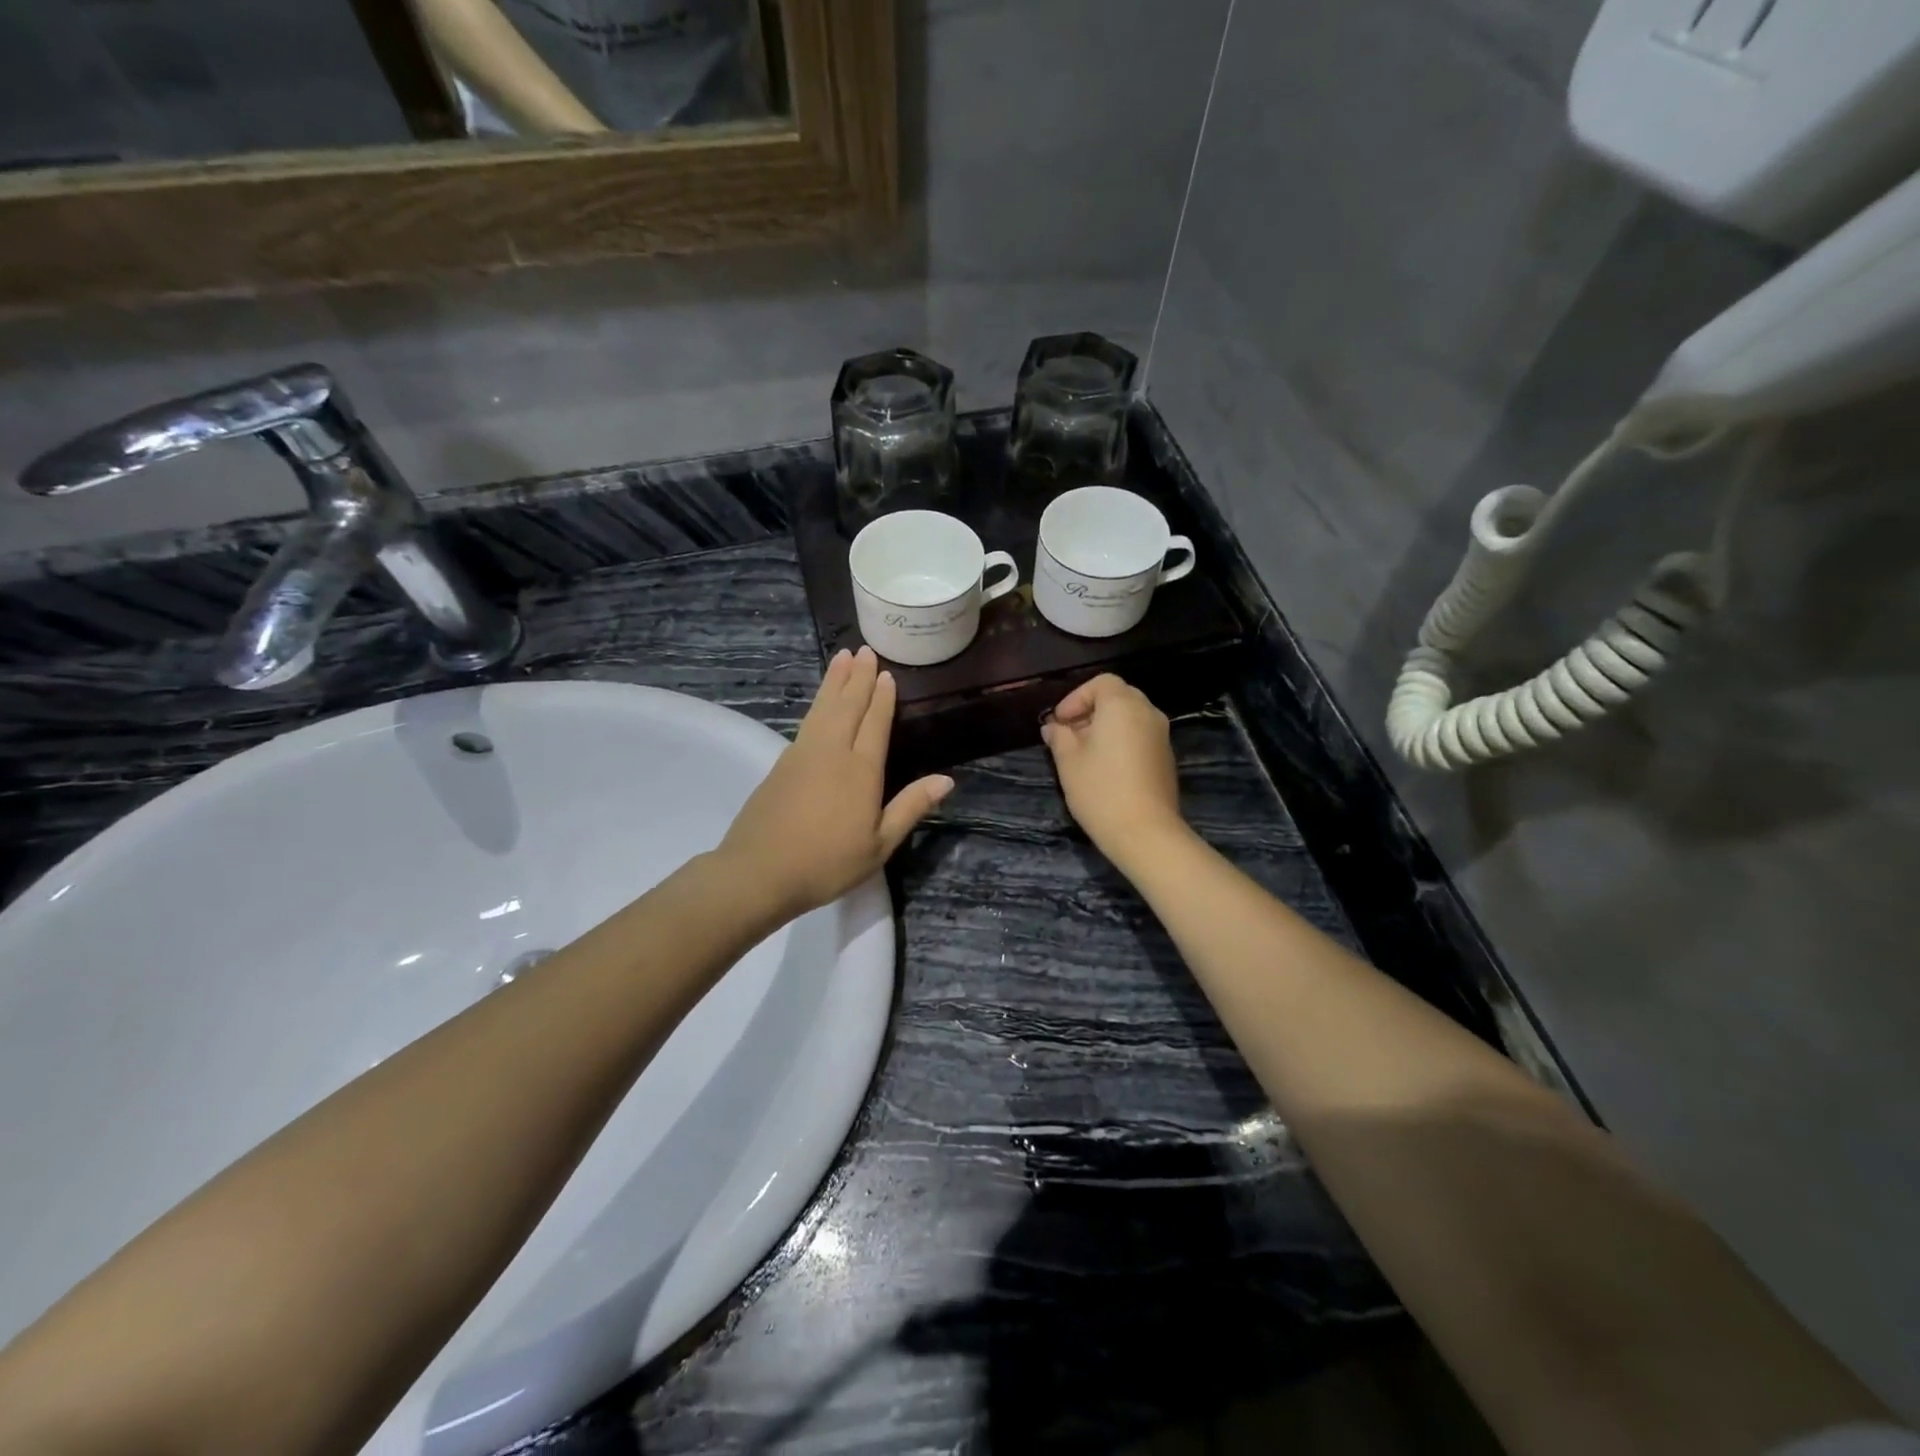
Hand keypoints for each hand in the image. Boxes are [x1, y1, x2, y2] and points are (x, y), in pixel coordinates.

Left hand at [719, 646, 953, 921]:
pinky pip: (806, 722)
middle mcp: (832, 752)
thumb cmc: (827, 862)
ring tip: (842, 657)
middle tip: (864, 650)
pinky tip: (819, 702)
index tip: (887, 674)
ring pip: (823, 708)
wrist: (759, 871)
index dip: (882, 698)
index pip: (875, 723)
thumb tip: (947, 779)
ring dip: (834, 681)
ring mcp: (803, 754)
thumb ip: (911, 807)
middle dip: (858, 677)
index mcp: (861, 770)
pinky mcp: (781, 763)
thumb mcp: (879, 844)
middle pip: (847, 706)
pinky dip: (817, 703)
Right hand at [1041, 674, 1187, 860]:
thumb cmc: (1100, 790)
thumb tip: (1053, 727)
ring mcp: (1162, 736)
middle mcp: (1148, 713)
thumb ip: (1059, 737)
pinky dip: (1122, 740)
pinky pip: (1141, 736)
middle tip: (1069, 734)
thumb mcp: (1068, 761)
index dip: (1076, 698)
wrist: (1145, 832)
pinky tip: (1106, 767)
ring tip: (1084, 752)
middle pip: (1118, 697)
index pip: (1101, 683)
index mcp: (1123, 705)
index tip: (1060, 722)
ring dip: (1107, 726)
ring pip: (1131, 717)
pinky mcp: (1166, 758)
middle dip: (1091, 710)